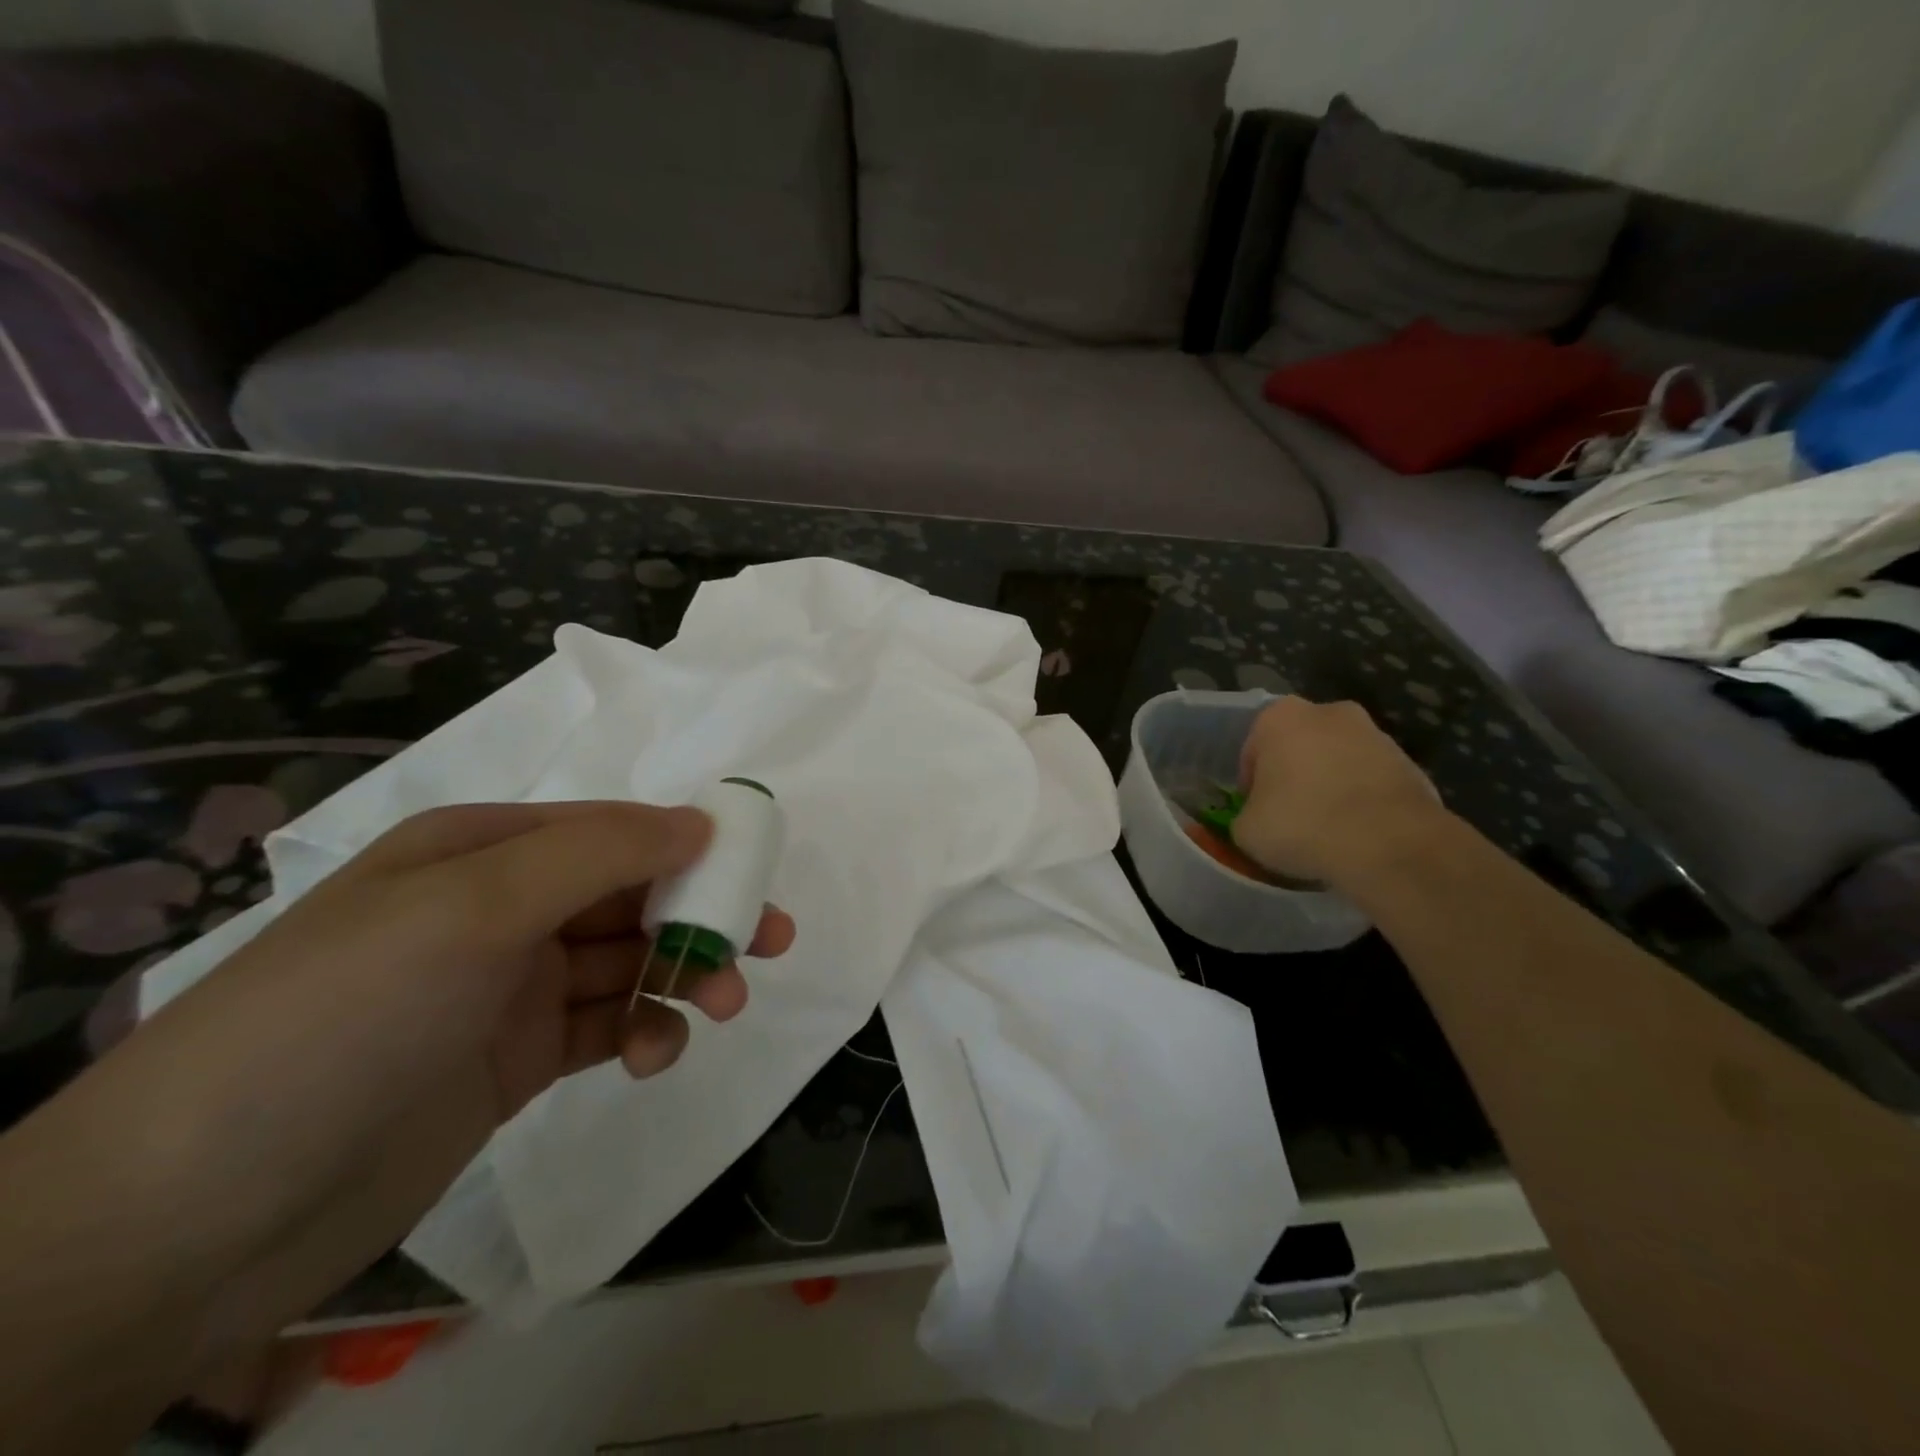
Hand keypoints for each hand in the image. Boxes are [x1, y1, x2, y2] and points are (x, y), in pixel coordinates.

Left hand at [117, 801, 792, 1352]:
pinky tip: (653, 1055)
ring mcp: (508, 986)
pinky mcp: (515, 1058)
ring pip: (626, 962)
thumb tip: (701, 822)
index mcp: (484, 849)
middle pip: (630, 895)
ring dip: (680, 978)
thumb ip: (599, 853)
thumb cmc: (349, 1014)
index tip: (755, 874)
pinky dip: (641, 1032)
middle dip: (699, 915)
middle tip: (770, 942)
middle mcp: (500, 907)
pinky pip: (603, 1025)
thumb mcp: (475, 908)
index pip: (613, 830)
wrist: (197, 1214)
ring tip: (724, 1008)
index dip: (688, 845)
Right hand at [1231, 697, 1447, 887]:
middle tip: (1290, 817)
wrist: (1390, 845)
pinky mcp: (1411, 763)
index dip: (1251, 785)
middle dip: (1293, 776)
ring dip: (1330, 786)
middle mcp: (1329, 712)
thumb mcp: (1246, 831)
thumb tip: (1257, 821)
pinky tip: (1358, 835)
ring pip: (1338, 762)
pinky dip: (1363, 802)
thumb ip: (1246, 816)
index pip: (1252, 751)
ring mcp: (1376, 735)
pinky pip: (1371, 782)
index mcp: (1280, 717)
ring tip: (1327, 830)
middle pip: (1299, 748)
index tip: (1257, 813)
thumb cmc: (1302, 825)